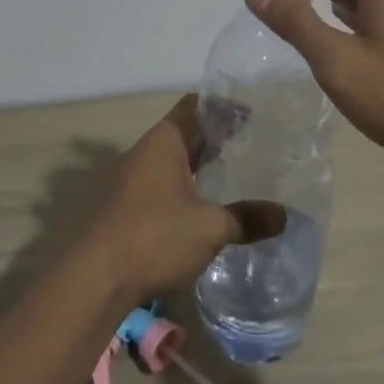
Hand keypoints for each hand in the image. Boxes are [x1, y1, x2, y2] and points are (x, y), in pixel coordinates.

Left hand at [83, 96, 286, 301]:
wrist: (98, 279)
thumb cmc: (156, 236)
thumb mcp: (210, 227)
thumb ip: (248, 218)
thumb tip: (285, 215)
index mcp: (164, 140)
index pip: (195, 105)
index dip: (223, 107)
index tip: (252, 115)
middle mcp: (146, 151)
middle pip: (185, 131)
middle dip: (216, 136)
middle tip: (252, 143)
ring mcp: (133, 178)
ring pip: (174, 159)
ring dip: (200, 163)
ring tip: (235, 171)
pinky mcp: (128, 205)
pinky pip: (164, 182)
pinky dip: (187, 184)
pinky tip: (207, 204)